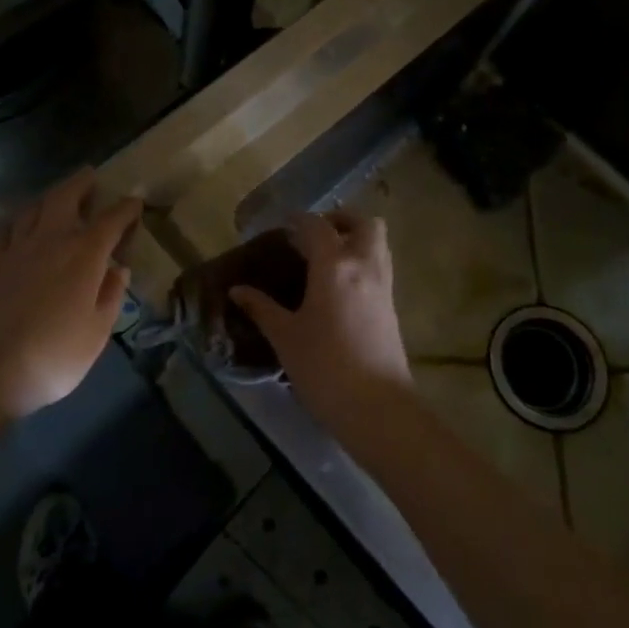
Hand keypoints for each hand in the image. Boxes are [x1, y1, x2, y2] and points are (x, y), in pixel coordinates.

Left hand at [0, 169, 141, 419]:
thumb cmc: (53, 356)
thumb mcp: (98, 332)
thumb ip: (111, 295)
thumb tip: (117, 268)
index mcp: (84, 255)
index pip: (111, 220)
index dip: (126, 208)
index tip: (135, 203)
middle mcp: (51, 240)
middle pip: (66, 197)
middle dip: (82, 183)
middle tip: (92, 177)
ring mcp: (16, 248)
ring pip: (35, 206)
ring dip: (51, 195)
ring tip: (60, 195)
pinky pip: (5, 226)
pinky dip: (17, 216)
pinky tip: (20, 220)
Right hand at [229, 210, 412, 427]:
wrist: (376, 407)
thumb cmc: (324, 367)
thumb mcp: (285, 336)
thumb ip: (261, 308)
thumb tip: (237, 290)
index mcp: (335, 266)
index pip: (317, 226)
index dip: (298, 219)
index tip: (281, 224)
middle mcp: (364, 266)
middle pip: (364, 223)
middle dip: (341, 219)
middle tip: (314, 234)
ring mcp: (383, 286)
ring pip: (378, 244)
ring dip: (355, 239)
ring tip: (326, 257)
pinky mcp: (391, 308)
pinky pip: (380, 267)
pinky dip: (362, 262)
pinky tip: (338, 286)